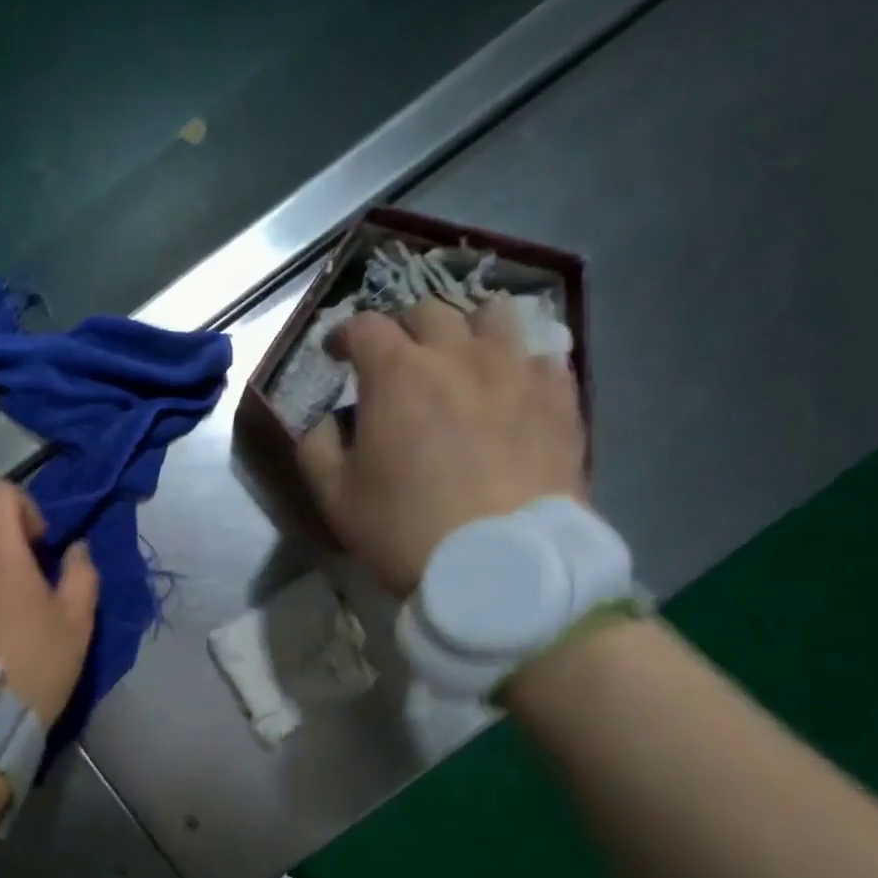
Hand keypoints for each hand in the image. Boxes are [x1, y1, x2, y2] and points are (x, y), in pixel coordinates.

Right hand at [299, 294, 585, 595]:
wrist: (501, 566)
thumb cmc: (405, 530)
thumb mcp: (336, 498)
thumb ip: (317, 447)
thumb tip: (328, 421)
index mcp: (397, 374)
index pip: (364, 326)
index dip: (345, 335)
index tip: (338, 353)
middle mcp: (457, 354)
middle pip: (428, 311)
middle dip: (404, 329)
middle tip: (397, 360)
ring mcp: (516, 370)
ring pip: (494, 316)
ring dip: (469, 330)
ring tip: (463, 359)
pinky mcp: (560, 398)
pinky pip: (543, 356)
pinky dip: (521, 363)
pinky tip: (513, 388)